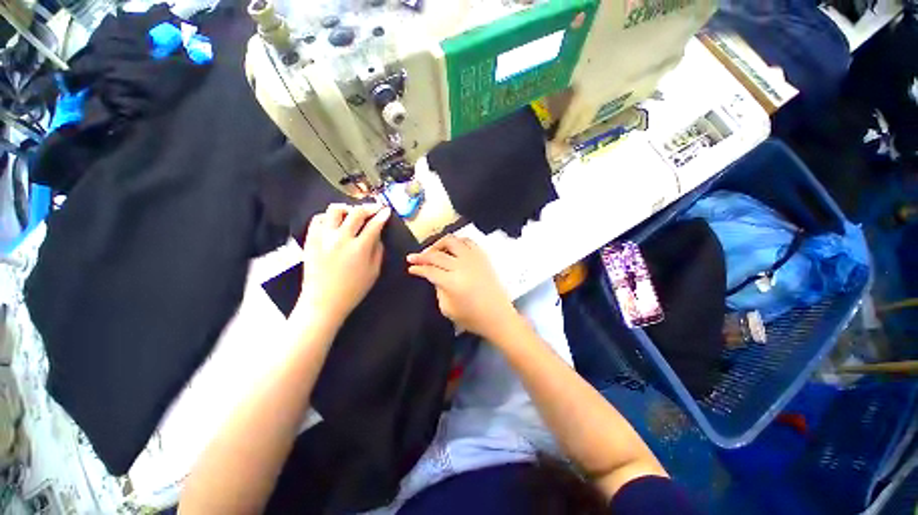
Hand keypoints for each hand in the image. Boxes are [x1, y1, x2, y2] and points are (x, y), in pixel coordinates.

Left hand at [299, 203, 390, 325]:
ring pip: (334, 210)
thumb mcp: (374, 272)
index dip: (382, 215)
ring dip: (347, 209)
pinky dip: (328, 216)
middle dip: (369, 208)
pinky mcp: (311, 240)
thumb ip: (378, 251)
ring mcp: (323, 237)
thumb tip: (377, 236)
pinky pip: (318, 219)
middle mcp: (341, 238)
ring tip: (352, 214)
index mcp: (360, 248)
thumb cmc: (353, 290)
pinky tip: (334, 222)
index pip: (374, 225)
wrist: (324, 301)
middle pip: (356, 213)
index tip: (386, 211)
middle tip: (374, 209)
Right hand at [407, 235, 518, 341]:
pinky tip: (452, 249)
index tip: (410, 267)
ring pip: (452, 241)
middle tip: (413, 257)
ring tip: (433, 251)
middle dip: (422, 255)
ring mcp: (474, 259)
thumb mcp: (448, 309)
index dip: (418, 268)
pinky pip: (468, 241)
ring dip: (439, 244)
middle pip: (438, 254)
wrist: (498, 316)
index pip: (430, 270)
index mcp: (453, 282)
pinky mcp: (483, 257)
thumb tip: (433, 275)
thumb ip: (438, 289)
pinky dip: (457, 242)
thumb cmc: (472, 318)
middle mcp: (463, 266)